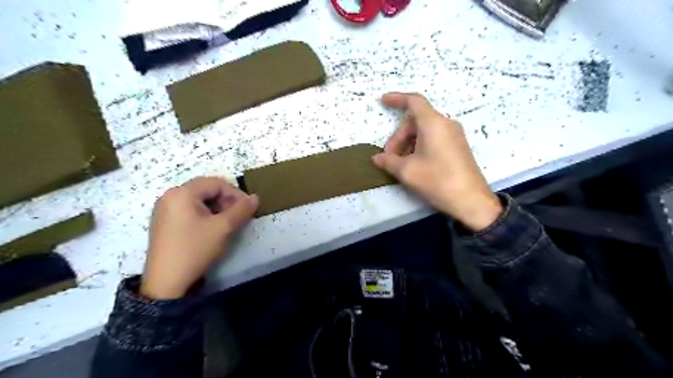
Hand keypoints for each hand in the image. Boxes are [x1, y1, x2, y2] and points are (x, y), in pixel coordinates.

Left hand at [141, 176, 257, 297]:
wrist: (166, 282)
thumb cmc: (195, 249)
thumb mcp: (223, 228)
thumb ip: (242, 210)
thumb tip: (255, 197)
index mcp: (182, 193)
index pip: (216, 183)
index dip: (236, 193)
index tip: (248, 208)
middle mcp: (170, 196)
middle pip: (206, 190)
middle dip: (227, 201)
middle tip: (239, 216)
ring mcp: (165, 210)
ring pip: (199, 201)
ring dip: (218, 208)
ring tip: (227, 224)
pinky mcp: (164, 222)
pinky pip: (189, 210)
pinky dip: (205, 215)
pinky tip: (212, 229)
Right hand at [371, 94, 501, 230]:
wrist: (471, 201)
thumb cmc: (438, 181)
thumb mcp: (407, 171)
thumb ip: (388, 161)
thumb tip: (377, 158)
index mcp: (433, 123)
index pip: (413, 101)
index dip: (397, 99)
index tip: (383, 101)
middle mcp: (446, 124)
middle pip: (416, 121)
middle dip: (399, 136)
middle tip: (389, 157)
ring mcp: (454, 135)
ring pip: (424, 131)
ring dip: (408, 144)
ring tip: (400, 164)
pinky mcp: (458, 147)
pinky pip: (434, 139)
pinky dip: (419, 147)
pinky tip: (414, 164)